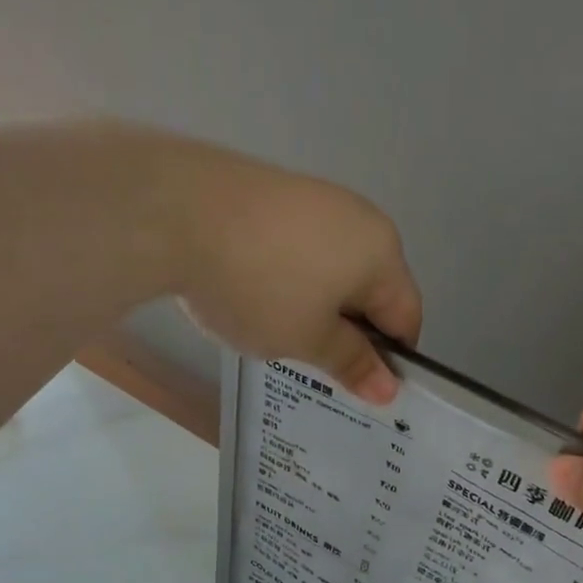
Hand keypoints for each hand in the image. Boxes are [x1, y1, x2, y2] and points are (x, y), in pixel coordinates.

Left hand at [148, 133, 421, 401]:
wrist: (175, 211)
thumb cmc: (258, 286)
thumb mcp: (308, 339)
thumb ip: (352, 362)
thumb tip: (389, 389)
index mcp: (382, 253)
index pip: (407, 318)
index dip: (389, 360)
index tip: (359, 387)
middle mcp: (360, 218)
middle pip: (371, 291)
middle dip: (349, 332)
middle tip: (312, 365)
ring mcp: (317, 199)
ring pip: (333, 271)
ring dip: (317, 307)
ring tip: (275, 331)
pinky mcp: (277, 193)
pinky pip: (301, 250)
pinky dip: (290, 280)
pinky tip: (254, 294)